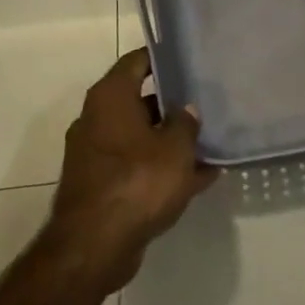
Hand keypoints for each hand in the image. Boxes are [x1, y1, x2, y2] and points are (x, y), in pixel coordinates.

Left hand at [44, 49, 218, 294]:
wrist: (94, 247)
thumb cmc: (137, 181)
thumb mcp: (175, 148)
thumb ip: (186, 123)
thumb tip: (187, 109)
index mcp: (110, 98)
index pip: (137, 61)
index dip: (163, 57)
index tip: (189, 59)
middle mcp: (96, 119)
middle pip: (139, 100)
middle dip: (172, 104)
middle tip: (206, 102)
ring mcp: (95, 154)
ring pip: (140, 137)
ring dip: (170, 141)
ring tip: (209, 142)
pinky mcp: (100, 185)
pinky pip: (137, 166)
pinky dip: (162, 169)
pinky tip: (199, 178)